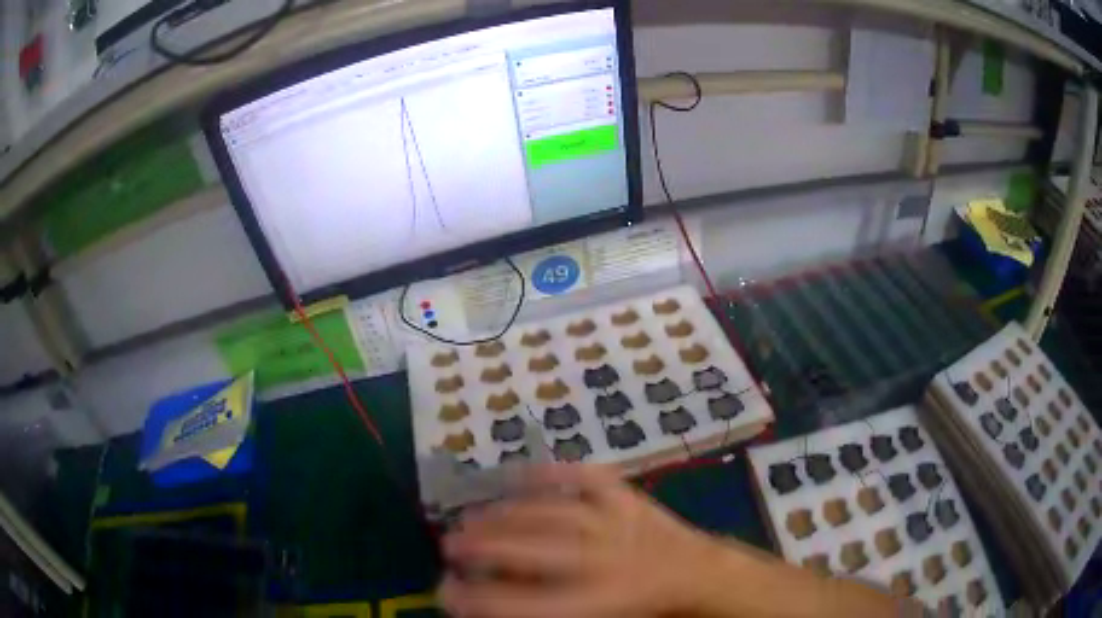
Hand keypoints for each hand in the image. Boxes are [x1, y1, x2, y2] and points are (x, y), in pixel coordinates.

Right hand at [439, 464, 728, 617]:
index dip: (479, 598)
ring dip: (504, 513)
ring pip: (551, 512)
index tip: (444, 590)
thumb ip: (540, 608)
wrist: (696, 573)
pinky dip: (552, 471)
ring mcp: (617, 521)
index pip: (525, 603)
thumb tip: (489, 600)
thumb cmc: (642, 608)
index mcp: (599, 600)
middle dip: (482, 546)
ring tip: (471, 517)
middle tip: (447, 543)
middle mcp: (604, 559)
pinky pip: (587, 477)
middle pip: (533, 550)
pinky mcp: (626, 497)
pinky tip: (520, 473)